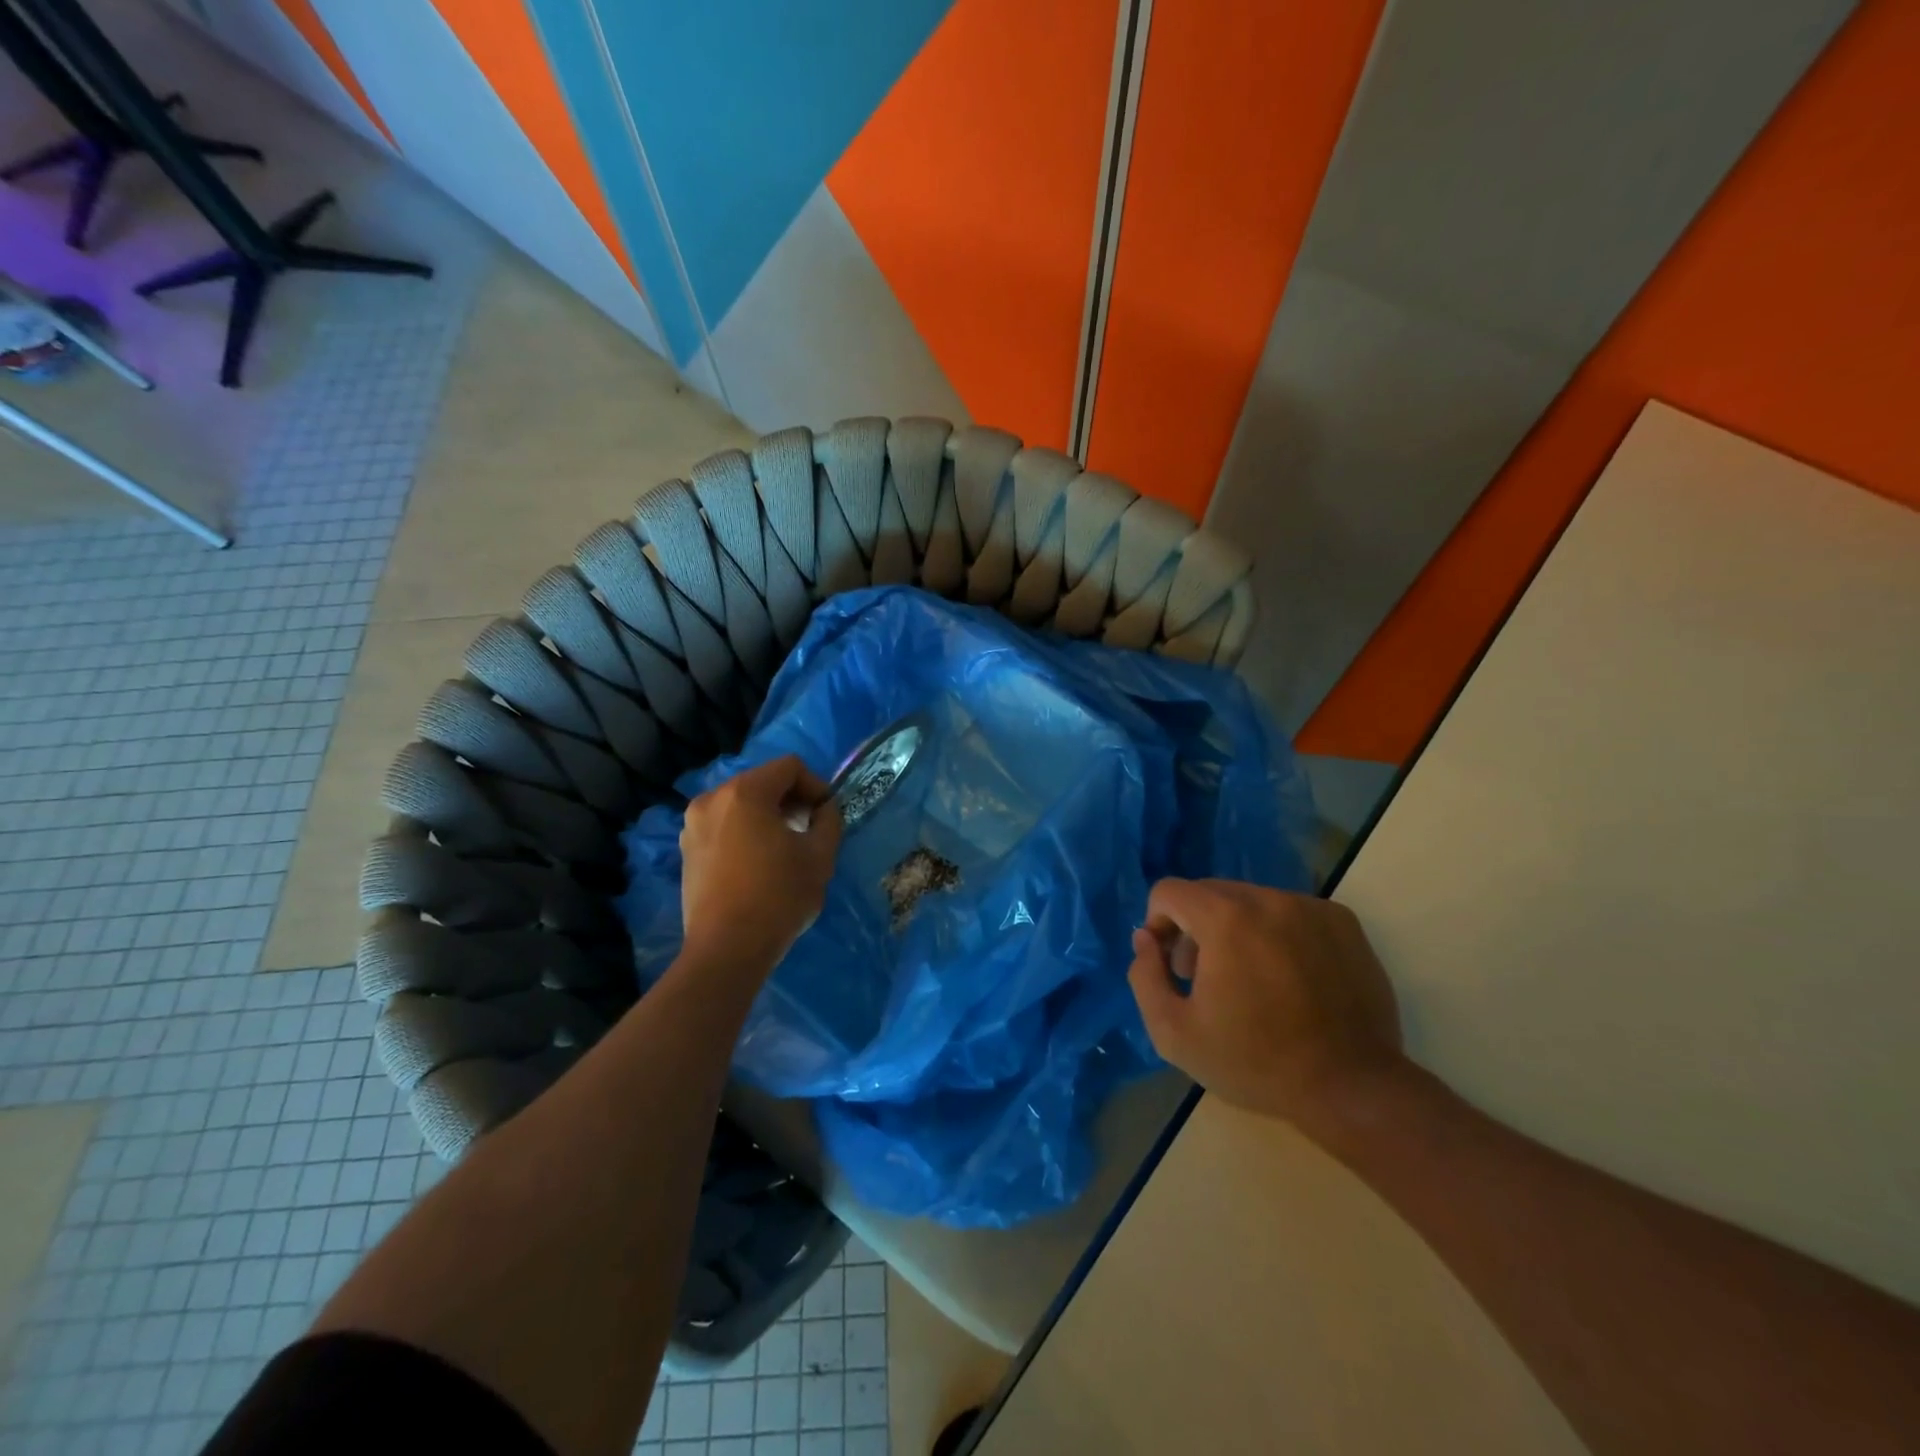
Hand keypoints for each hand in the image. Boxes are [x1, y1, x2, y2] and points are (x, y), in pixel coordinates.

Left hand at [680, 755, 842, 972]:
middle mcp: (712, 799)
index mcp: (745, 792)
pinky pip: (723, 825)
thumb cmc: (778, 897)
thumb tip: (824, 809)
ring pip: (741, 803)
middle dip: (790, 800)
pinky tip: (757, 863)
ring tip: (784, 848)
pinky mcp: (686, 850)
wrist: (727, 950)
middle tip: (809, 830)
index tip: (826, 815)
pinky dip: (744, 832)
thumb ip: (829, 820)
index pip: (789, 767)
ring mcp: (693, 824)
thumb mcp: (820, 856)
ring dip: (767, 816)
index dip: (816, 785)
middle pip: (762, 781)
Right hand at [1127, 879, 1405, 1125]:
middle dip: (1195, 928)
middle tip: (1205, 978)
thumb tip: (1146, 939)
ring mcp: (1311, 908)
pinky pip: (1290, 912)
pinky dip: (1276, 934)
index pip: (1169, 892)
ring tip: (1250, 981)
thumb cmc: (1256, 1063)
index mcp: (1226, 918)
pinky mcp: (1343, 923)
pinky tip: (1289, 979)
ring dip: (1236, 929)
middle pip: (1210, 893)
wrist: (1353, 1090)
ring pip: (1251, 902)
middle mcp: (1268, 899)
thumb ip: (1145, 976)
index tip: (1171, 965)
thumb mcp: (1175, 1033)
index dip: (1158, 924)